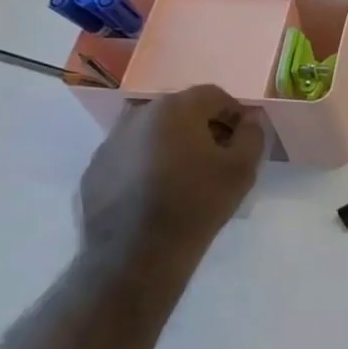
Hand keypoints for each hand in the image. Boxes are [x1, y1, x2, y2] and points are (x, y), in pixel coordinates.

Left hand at [78, 85, 263, 264]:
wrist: (138, 253)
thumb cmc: (197, 205)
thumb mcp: (242, 170)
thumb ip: (252, 135)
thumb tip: (250, 119)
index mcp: (175, 109)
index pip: (213, 95)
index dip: (233, 113)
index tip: (242, 139)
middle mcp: (139, 114)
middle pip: (180, 109)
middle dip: (203, 126)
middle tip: (217, 156)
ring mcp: (111, 141)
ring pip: (152, 131)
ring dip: (172, 142)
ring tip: (185, 175)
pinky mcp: (95, 168)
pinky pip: (130, 154)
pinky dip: (146, 162)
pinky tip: (156, 191)